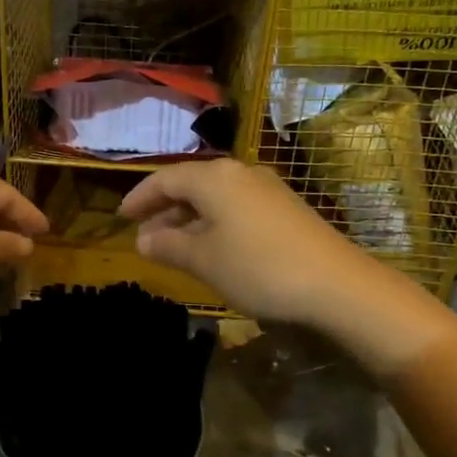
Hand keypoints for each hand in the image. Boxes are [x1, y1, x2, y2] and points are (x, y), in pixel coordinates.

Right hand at [119, 159, 382, 324]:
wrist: (336, 284)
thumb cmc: (258, 268)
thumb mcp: (203, 260)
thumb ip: (168, 245)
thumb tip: (143, 239)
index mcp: (214, 177)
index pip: (165, 179)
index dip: (139, 197)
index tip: (120, 217)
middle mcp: (239, 173)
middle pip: (191, 184)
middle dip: (164, 209)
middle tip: (143, 235)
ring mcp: (266, 188)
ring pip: (215, 197)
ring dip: (189, 218)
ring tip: (172, 245)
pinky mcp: (285, 208)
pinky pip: (236, 207)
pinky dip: (214, 222)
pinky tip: (212, 247)